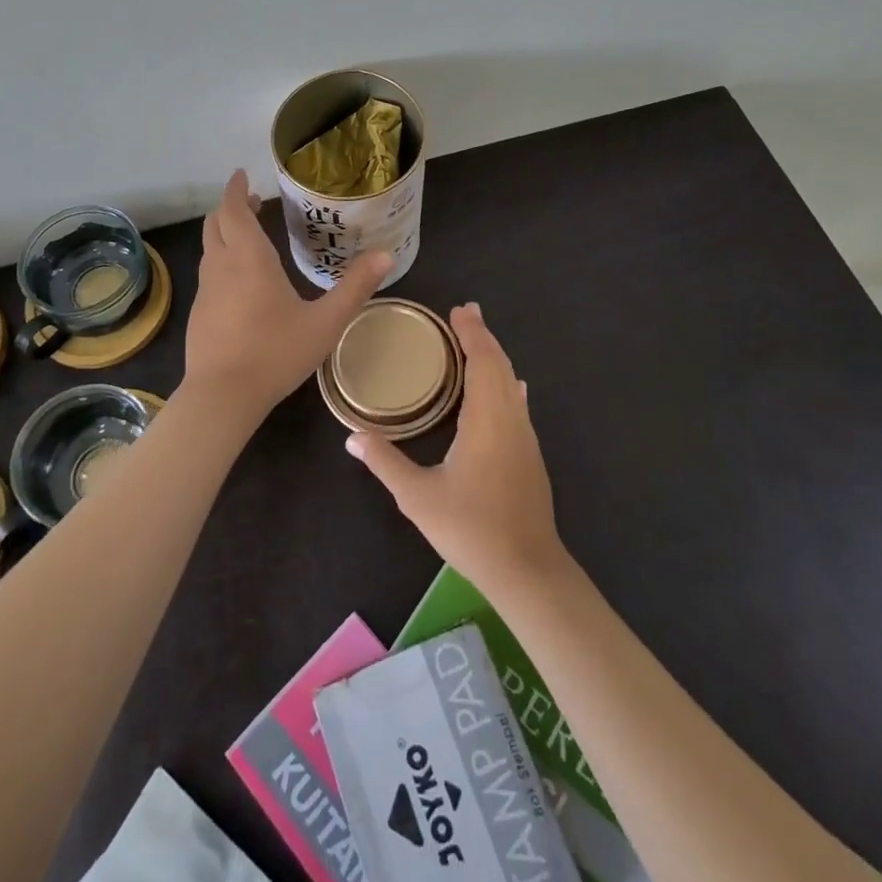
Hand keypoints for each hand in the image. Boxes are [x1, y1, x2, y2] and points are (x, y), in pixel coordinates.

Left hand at [183, 169, 392, 420]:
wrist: (222, 396)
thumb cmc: (275, 353)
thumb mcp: (325, 322)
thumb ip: (355, 288)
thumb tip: (386, 255)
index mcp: (249, 259)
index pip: (233, 210)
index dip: (235, 189)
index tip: (243, 176)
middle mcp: (222, 266)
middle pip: (216, 224)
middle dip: (231, 207)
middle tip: (253, 201)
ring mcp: (206, 290)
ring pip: (210, 248)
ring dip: (225, 233)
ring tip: (250, 235)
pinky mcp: (199, 312)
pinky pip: (209, 273)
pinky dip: (222, 260)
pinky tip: (241, 281)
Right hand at [346, 303, 567, 600]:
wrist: (527, 570)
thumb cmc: (470, 529)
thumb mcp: (417, 497)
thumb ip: (385, 462)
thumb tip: (351, 437)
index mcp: (486, 420)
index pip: (482, 361)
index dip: (472, 333)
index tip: (459, 311)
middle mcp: (510, 420)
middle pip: (500, 365)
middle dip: (483, 336)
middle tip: (465, 313)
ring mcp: (525, 438)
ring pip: (511, 383)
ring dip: (495, 357)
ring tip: (478, 339)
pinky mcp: (530, 455)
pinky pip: (517, 403)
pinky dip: (506, 381)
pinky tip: (510, 387)